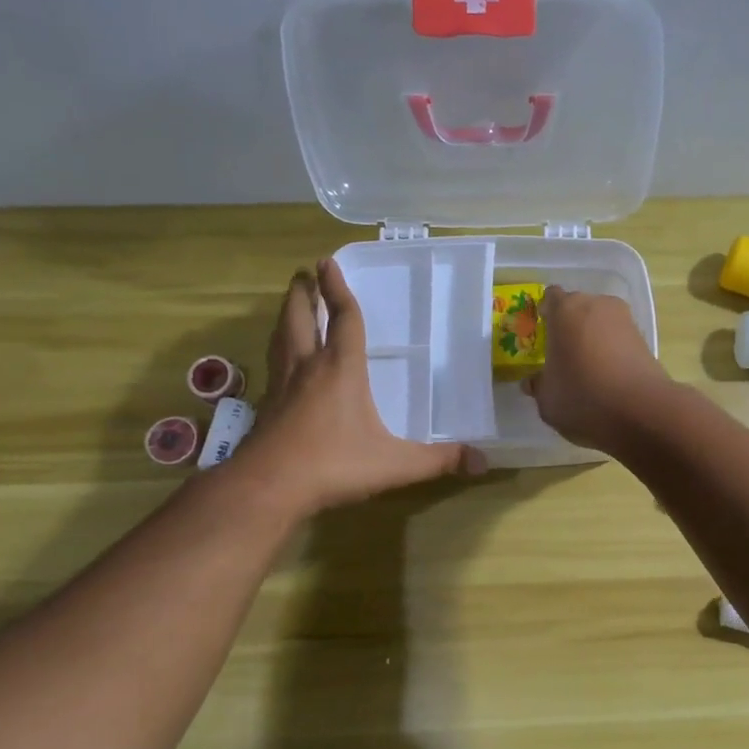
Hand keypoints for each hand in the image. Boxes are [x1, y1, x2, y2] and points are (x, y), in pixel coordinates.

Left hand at [241, 260, 484, 513]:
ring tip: (290, 306)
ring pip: (280, 339)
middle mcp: (308, 368)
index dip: (338, 289)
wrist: (268, 487)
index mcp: (341, 369)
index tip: (328, 262)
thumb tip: (482, 462)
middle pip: (299, 318)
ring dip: (286, 317)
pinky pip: (274, 367)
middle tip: (304, 274)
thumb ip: (438, 460)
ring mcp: (282, 387)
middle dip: (303, 294)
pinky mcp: (266, 408)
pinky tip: (282, 364)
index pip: (343, 319)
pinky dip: (278, 352)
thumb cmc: (335, 465)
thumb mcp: (396, 464)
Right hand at [521, 286, 671, 451]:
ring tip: (587, 370)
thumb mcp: (547, 399)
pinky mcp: (645, 340)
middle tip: (563, 356)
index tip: (542, 334)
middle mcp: (597, 305)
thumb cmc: (582, 397)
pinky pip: (620, 341)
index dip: (546, 314)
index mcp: (566, 310)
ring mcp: (625, 320)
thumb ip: (539, 385)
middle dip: (570, 327)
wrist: (642, 411)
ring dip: (593, 340)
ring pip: (601, 324)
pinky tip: (608, 379)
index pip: (551, 298)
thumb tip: (533, 381)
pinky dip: (612, 353)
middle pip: (578, 309)